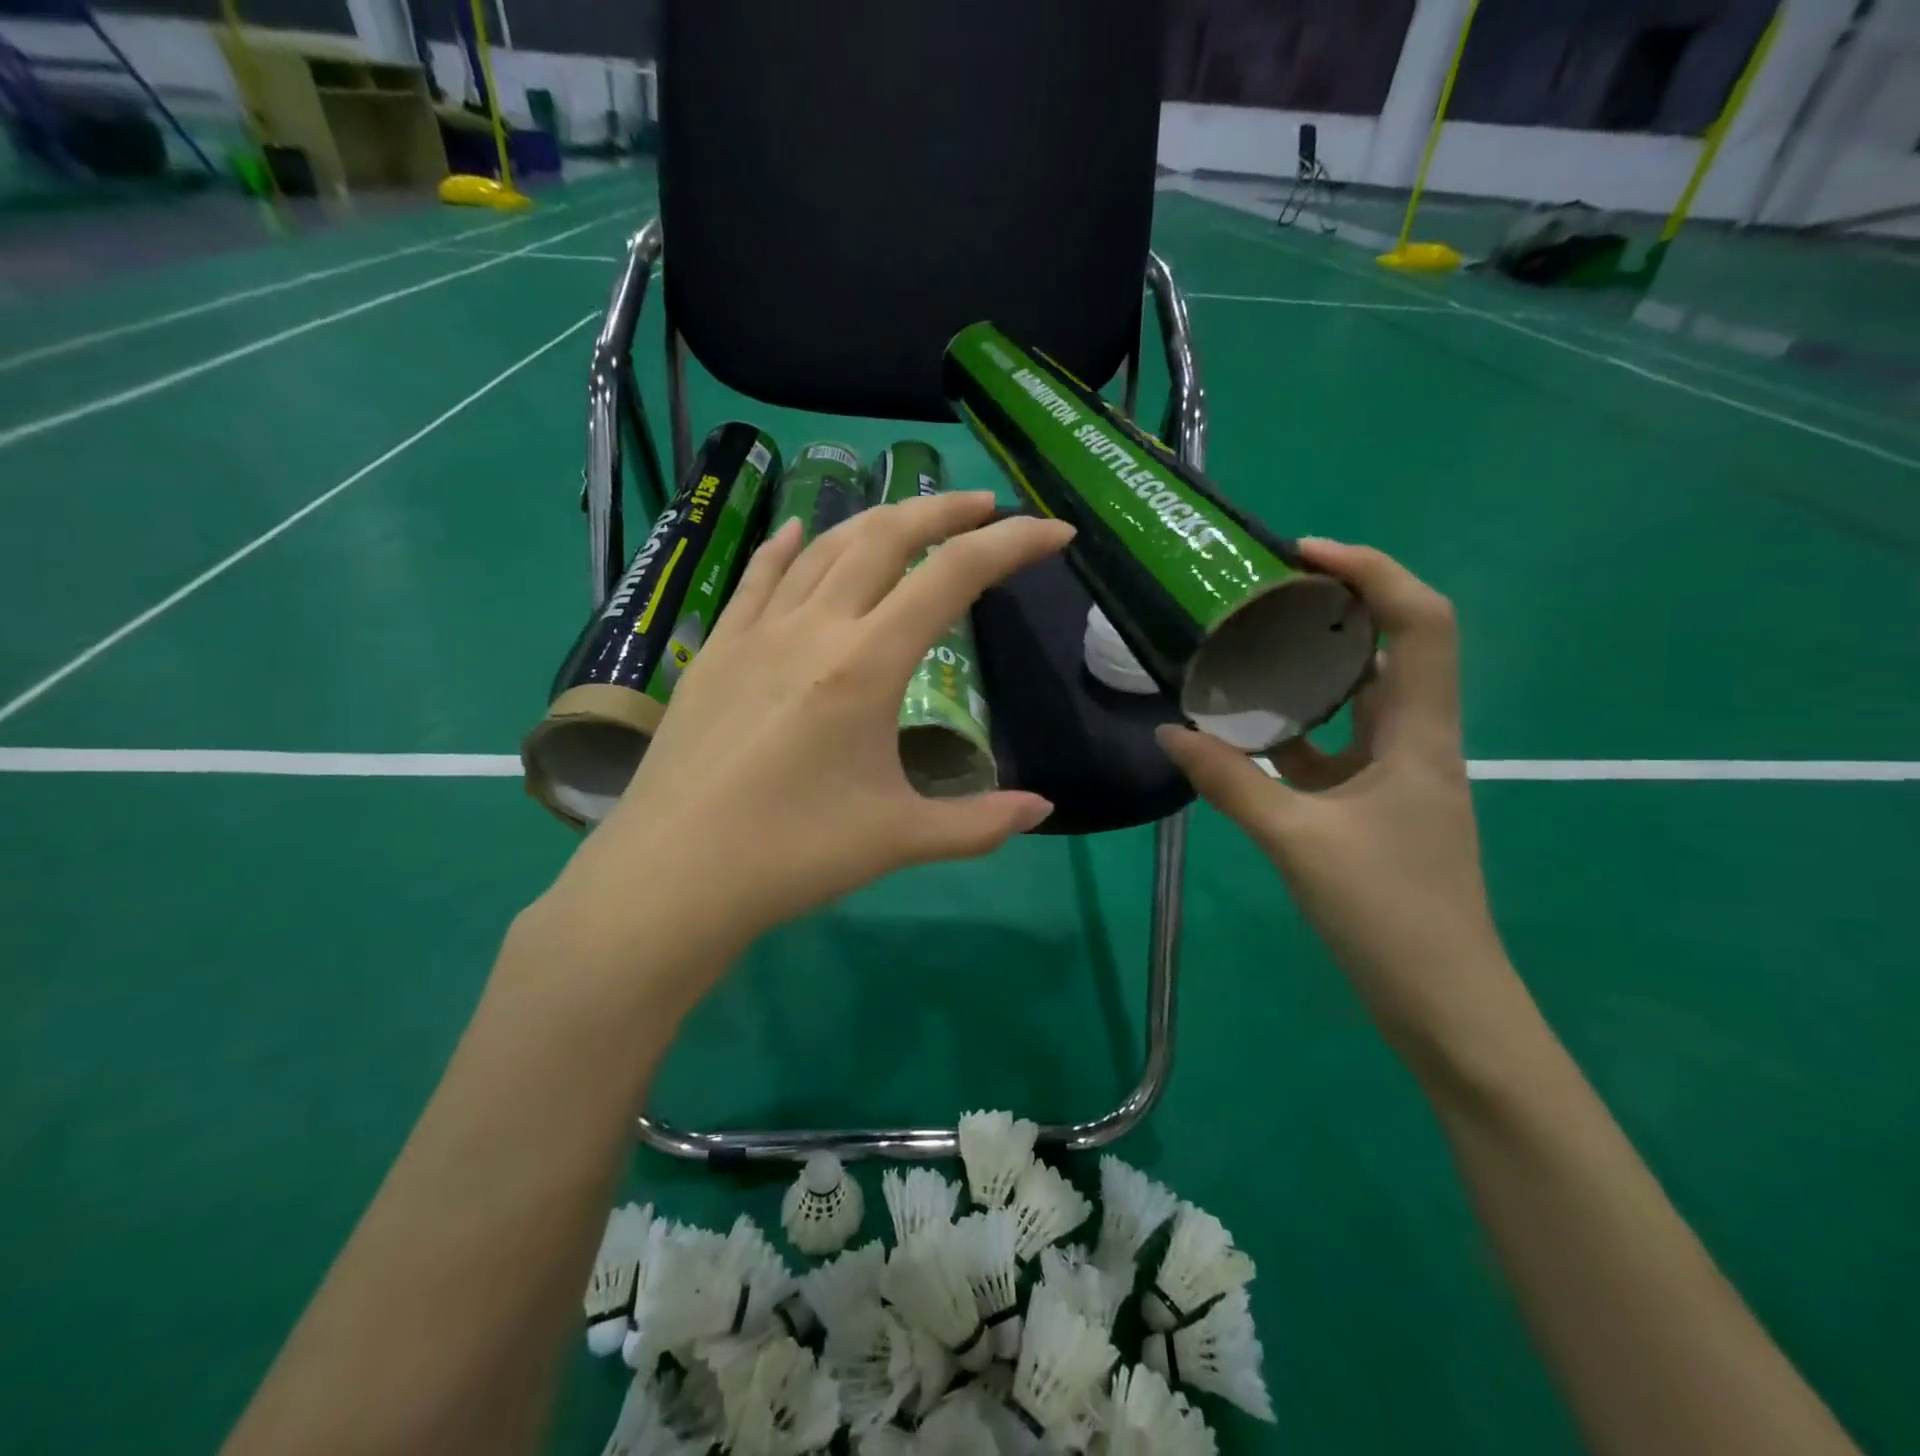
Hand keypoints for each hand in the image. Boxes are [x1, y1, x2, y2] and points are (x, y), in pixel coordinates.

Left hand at [560, 492, 1068, 968]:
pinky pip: (757, 579)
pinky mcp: (715, 652)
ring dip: (876, 522)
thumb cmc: (793, 854)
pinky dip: (787, 547)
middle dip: (945, 509)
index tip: (1055, 533)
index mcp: (866, 664)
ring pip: (823, 547)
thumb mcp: (899, 839)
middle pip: (887, 536)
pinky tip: (799, 532)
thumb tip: (1041, 809)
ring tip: (911, 522)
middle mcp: (813, 628)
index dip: (1012, 544)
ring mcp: (756, 633)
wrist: (673, 876)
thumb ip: (979, 822)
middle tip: (987, 507)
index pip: (954, 576)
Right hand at [1158, 540, 1507, 1049]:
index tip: (1305, 555)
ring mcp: (1395, 777)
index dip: (1374, 571)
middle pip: (1387, 651)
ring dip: (1308, 674)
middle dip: (1331, 612)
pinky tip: (1243, 734)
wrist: (1443, 1002)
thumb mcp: (1298, 840)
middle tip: (1260, 598)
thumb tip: (1169, 732)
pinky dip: (1292, 733)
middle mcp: (1415, 742)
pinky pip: (1331, 750)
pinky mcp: (1374, 809)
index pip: (1421, 622)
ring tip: (1244, 653)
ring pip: (1355, 702)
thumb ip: (1231, 782)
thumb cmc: (1389, 913)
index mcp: (1420, 734)